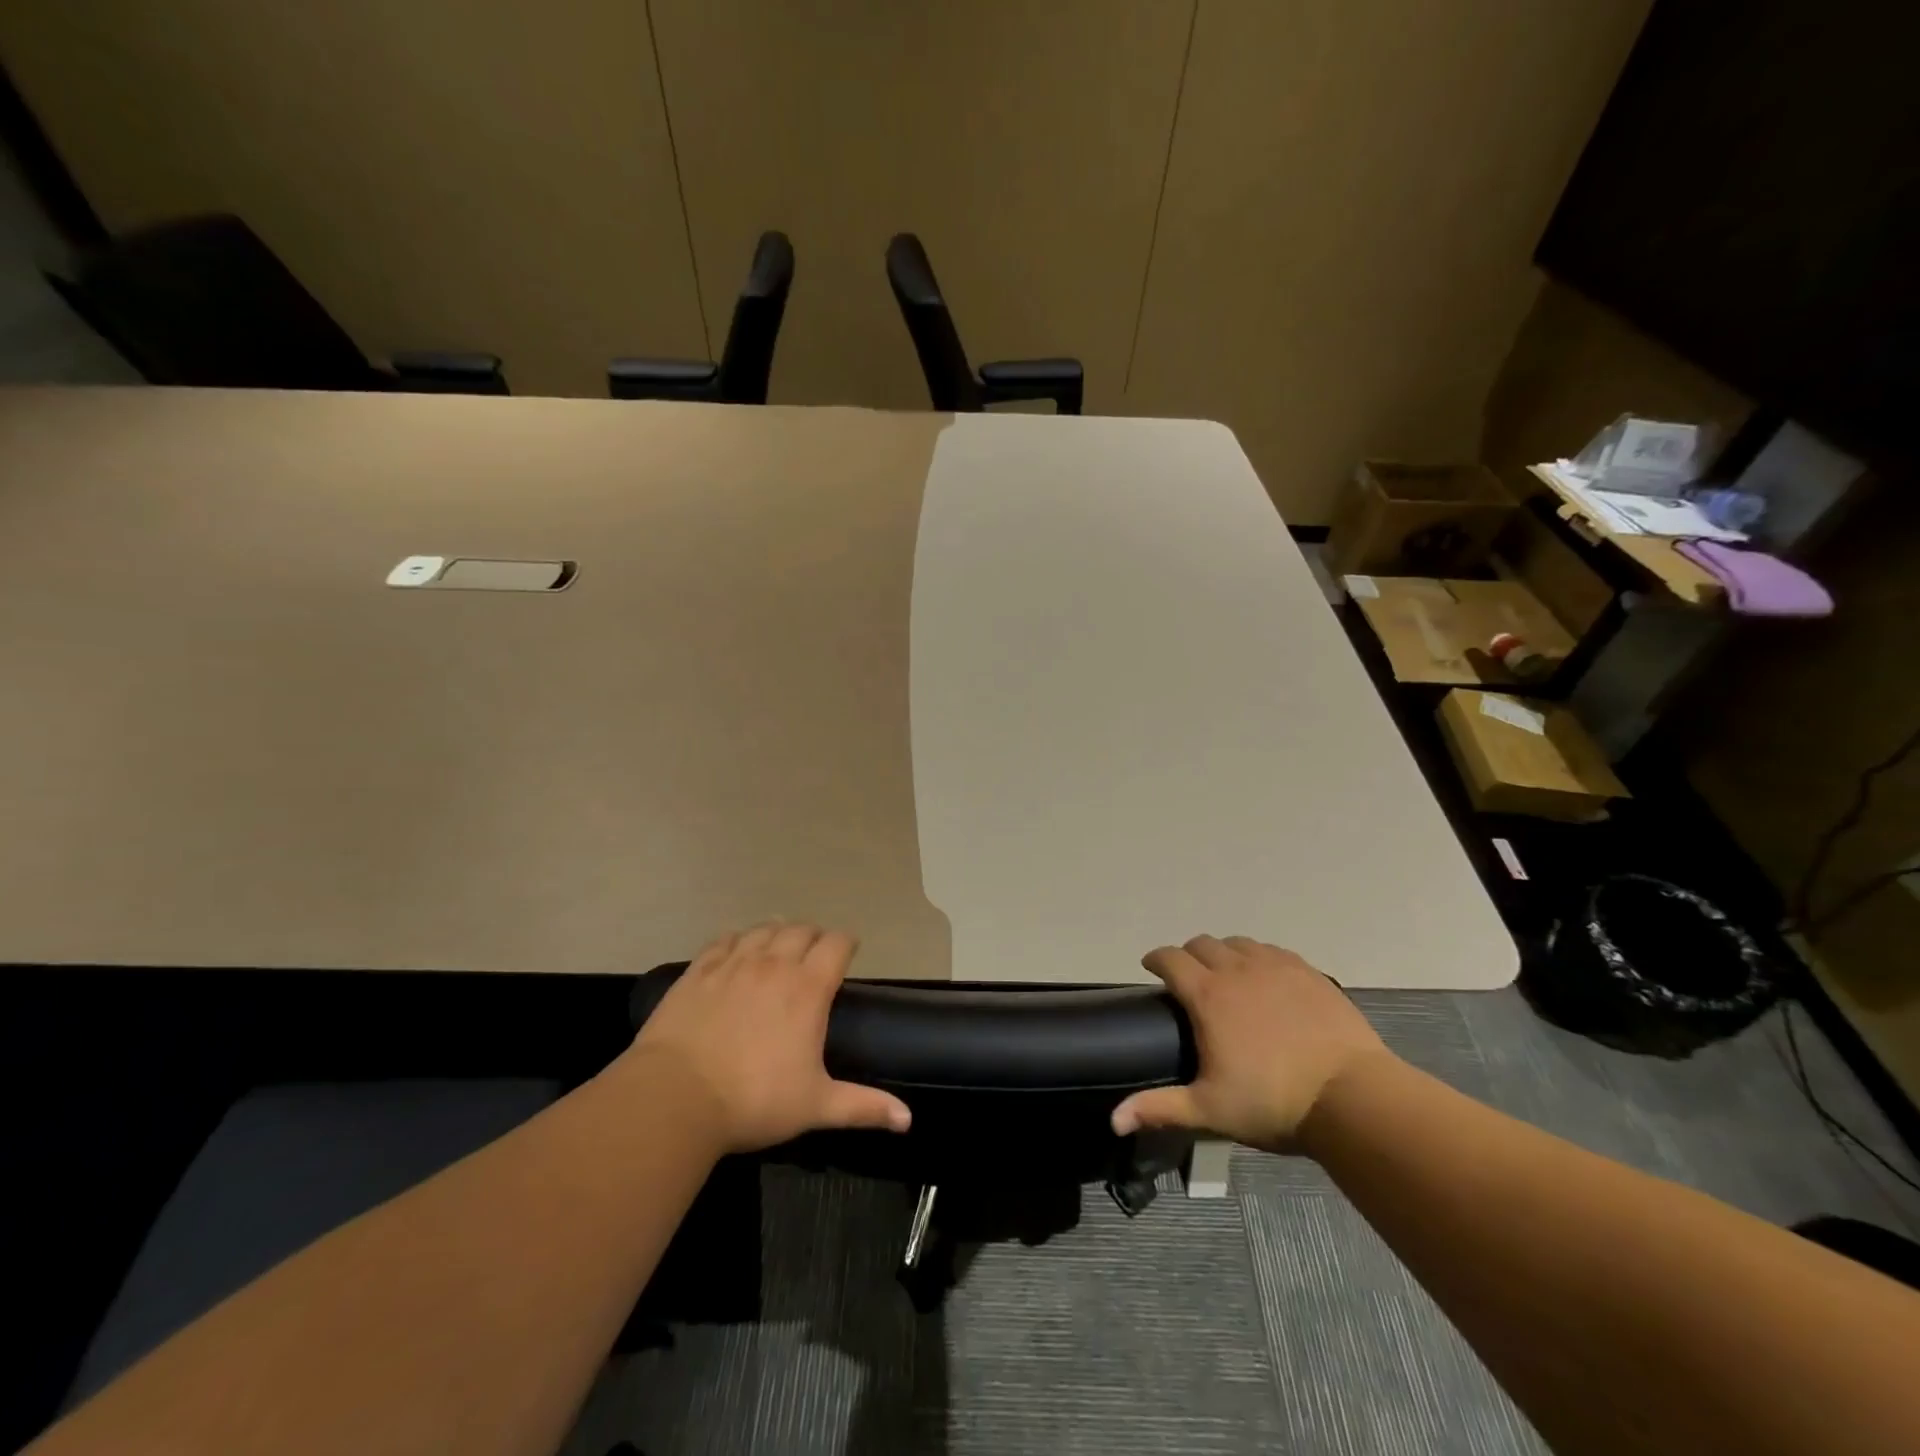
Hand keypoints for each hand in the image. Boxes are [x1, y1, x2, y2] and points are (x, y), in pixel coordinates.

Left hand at [629, 922, 910, 1152]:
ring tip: (779, 944)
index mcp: (808, 988)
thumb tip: (907, 1120)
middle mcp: (774, 964)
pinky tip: (736, 948)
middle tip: (815, 952)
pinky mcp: (699, 970)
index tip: (849, 951)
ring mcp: (733, 963)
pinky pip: (724, 939)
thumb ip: (863, 1106)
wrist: (675, 1098)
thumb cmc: (754, 1101)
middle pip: (801, 930)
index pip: (837, 944)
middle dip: (814, 936)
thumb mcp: (815, 1106)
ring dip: (778, 931)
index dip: (846, 943)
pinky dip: (737, 939)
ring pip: (763, 929)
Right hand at [1110, 935, 1393, 1154]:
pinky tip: (1267, 979)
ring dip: (1224, 953)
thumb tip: (1113, 1120)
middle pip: (1201, 944)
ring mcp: (1275, 966)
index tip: (1151, 969)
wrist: (1352, 1098)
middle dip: (1188, 956)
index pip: (1170, 959)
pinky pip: (1272, 951)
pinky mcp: (1308, 972)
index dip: (1155, 959)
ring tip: (1227, 977)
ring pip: (1238, 943)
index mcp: (1207, 995)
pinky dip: (1259, 958)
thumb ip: (1159, 1108)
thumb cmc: (1273, 1103)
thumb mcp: (1210, 1110)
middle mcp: (1236, 970)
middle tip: (1189, 979)